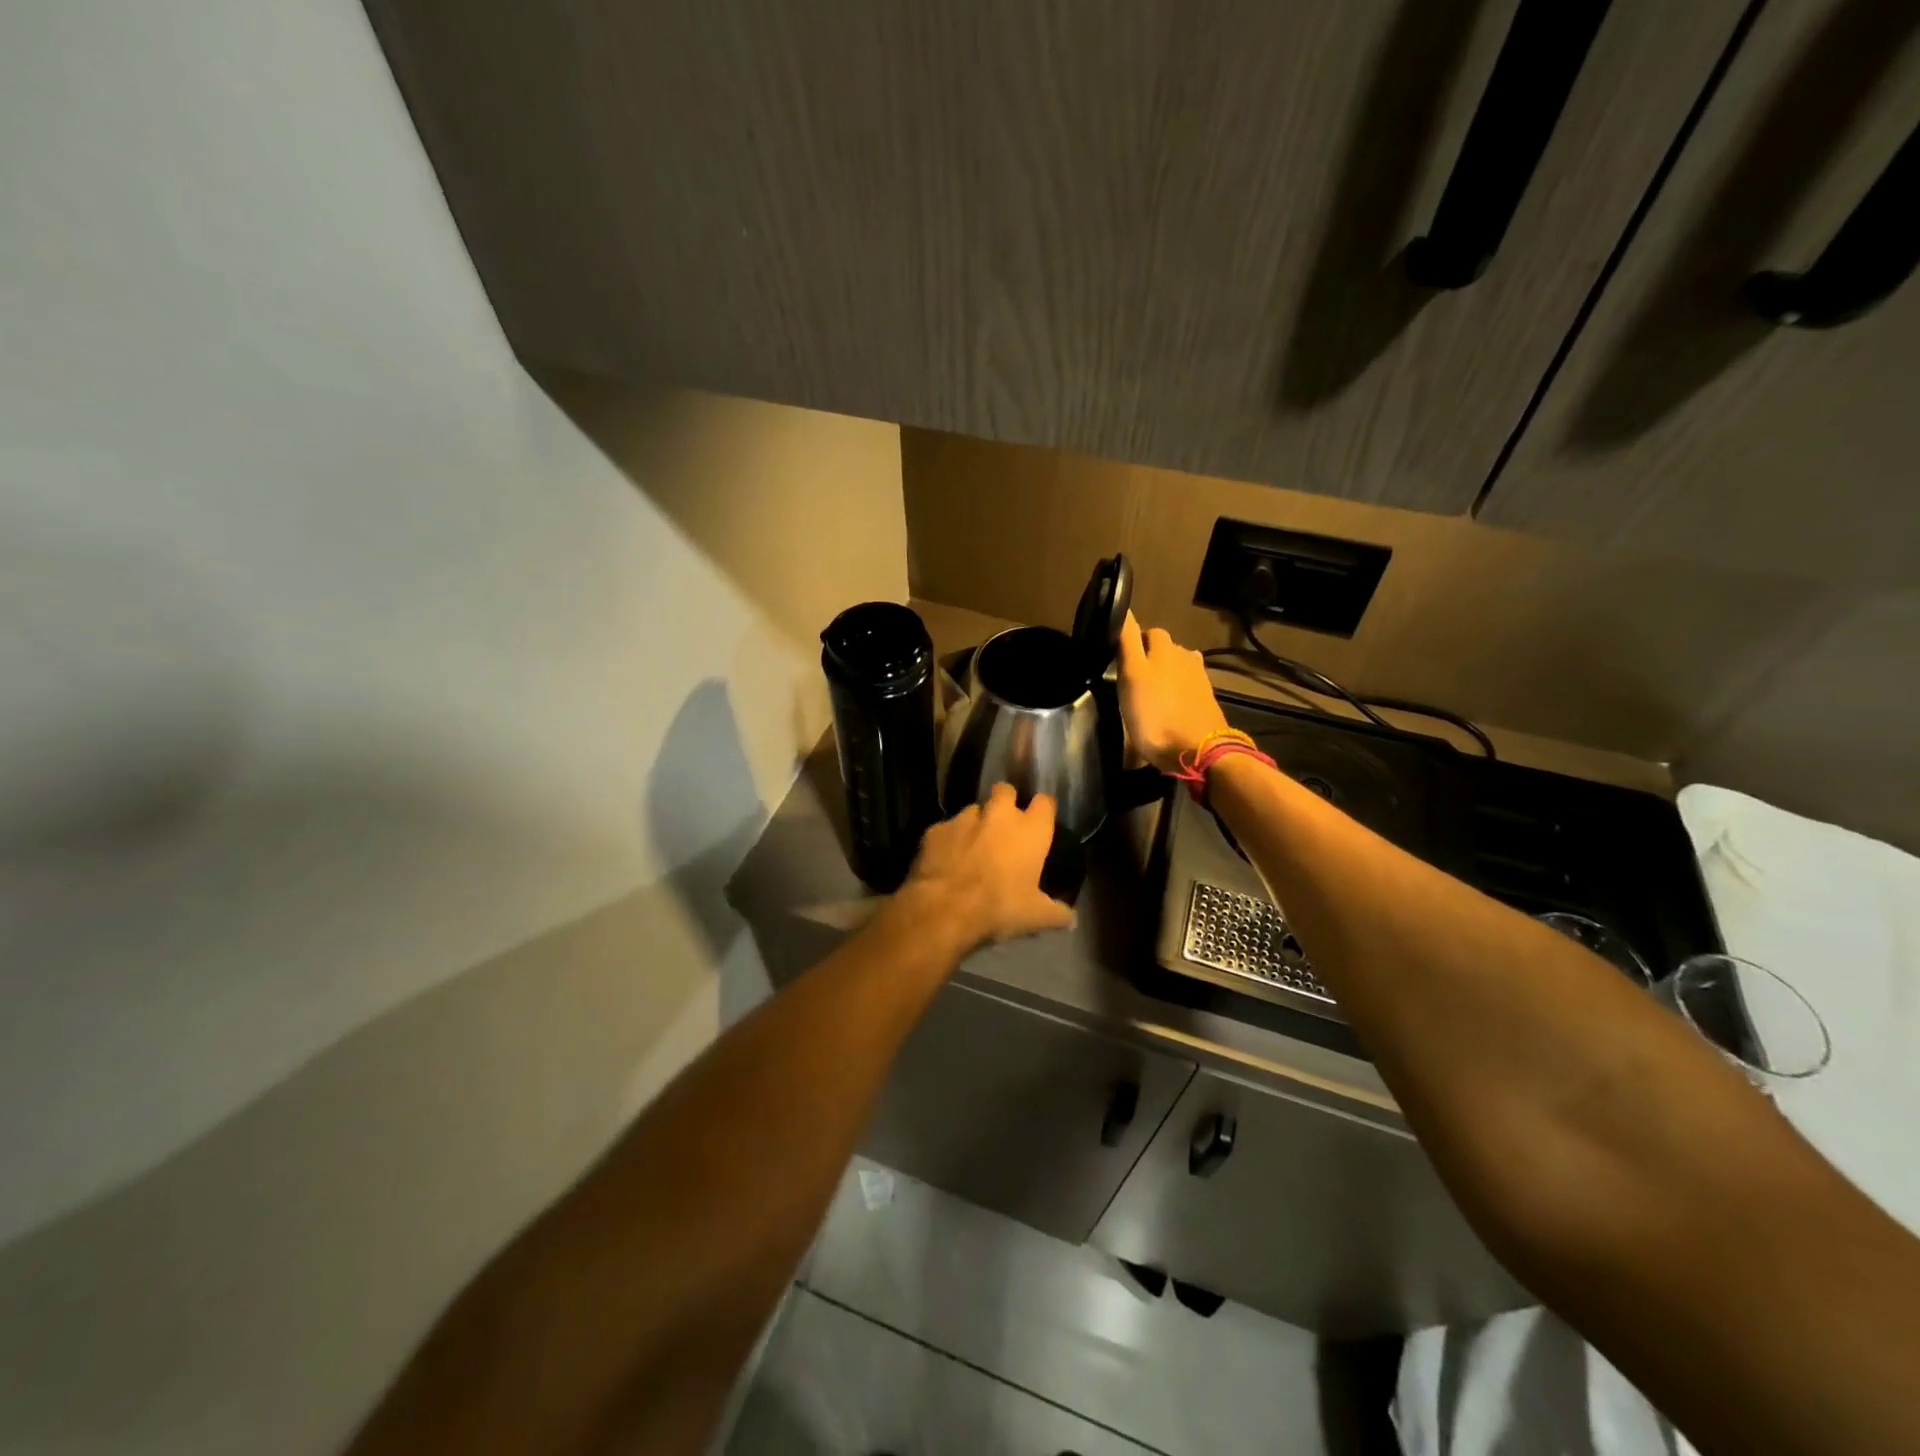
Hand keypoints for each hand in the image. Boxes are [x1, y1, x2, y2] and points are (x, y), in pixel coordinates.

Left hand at [897, 784, 1074, 950]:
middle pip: (1005, 791)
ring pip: (974, 809)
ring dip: (976, 823)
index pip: (1045, 802)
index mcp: (1030, 830)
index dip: (1043, 810)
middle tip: (1004, 826)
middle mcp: (999, 814)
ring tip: (973, 846)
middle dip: (1006, 802)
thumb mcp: (1035, 916)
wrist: (945, 908)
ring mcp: (964, 818)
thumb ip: (1057, 913)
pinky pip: (947, 828)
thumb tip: (1071, 919)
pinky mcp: (936, 829)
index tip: (1041, 822)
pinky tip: (947, 860)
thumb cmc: (1000, 907)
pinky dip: (949, 840)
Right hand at [1116, 612, 1229, 771]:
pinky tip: (1167, 706)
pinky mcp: (1206, 700)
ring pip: (1176, 666)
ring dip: (1163, 674)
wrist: (1198, 752)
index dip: (1129, 639)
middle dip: (1148, 656)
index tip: (1115, 656)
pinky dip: (1175, 691)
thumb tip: (1124, 610)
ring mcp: (1199, 679)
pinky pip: (1186, 686)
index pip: (1144, 631)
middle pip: (1163, 648)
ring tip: (1148, 693)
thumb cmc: (1156, 715)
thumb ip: (1128, 643)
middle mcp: (1185, 656)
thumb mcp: (1131, 677)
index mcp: (1164, 648)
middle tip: (1130, 677)